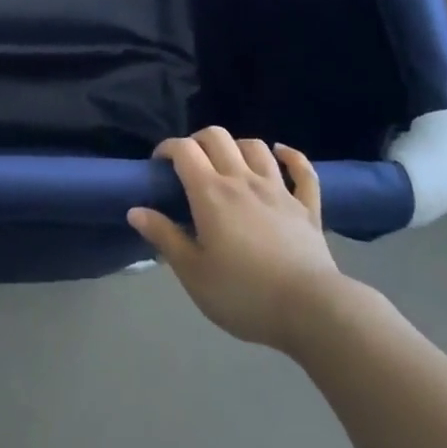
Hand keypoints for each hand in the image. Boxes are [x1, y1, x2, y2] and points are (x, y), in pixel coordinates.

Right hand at [128, 128, 350, 354]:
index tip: (159, 164)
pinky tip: (281, 153)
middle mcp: (243, 180)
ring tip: (229, 162)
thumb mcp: (193, 274)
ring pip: (256, 147)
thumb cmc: (244, 294)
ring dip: (238, 146)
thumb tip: (135, 210)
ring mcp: (278, 190)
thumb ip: (165, 237)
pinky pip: (302, 170)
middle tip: (190, 164)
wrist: (310, 310)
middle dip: (198, 141)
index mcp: (211, 193)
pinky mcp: (306, 206)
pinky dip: (291, 156)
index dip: (168, 148)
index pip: (184, 150)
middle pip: (218, 137)